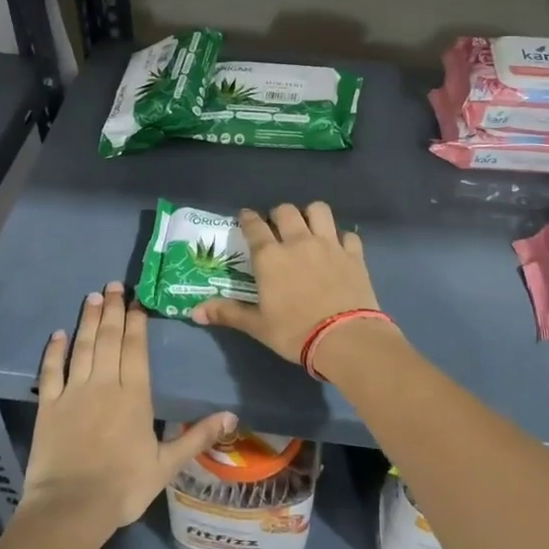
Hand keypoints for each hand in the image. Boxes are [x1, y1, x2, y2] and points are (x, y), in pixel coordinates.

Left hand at [20, 282, 233, 546]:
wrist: (71, 507)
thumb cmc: (123, 486)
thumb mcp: (166, 465)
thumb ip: (197, 436)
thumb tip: (232, 416)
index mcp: (134, 396)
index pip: (136, 349)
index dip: (136, 322)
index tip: (137, 300)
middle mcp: (104, 384)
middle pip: (109, 339)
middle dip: (112, 310)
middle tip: (113, 285)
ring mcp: (74, 392)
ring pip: (82, 347)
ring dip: (87, 320)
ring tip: (92, 297)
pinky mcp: (48, 405)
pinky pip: (51, 371)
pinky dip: (54, 351)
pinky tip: (58, 335)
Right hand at [191, 203, 390, 365]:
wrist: (345, 338)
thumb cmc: (294, 332)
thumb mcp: (258, 326)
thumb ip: (228, 313)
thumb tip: (194, 312)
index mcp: (270, 257)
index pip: (254, 227)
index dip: (248, 218)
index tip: (245, 217)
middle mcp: (298, 242)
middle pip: (286, 211)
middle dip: (278, 214)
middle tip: (277, 227)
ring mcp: (329, 245)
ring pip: (319, 210)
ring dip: (311, 214)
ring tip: (308, 228)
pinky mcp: (354, 254)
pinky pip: (348, 234)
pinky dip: (341, 237)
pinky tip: (338, 248)